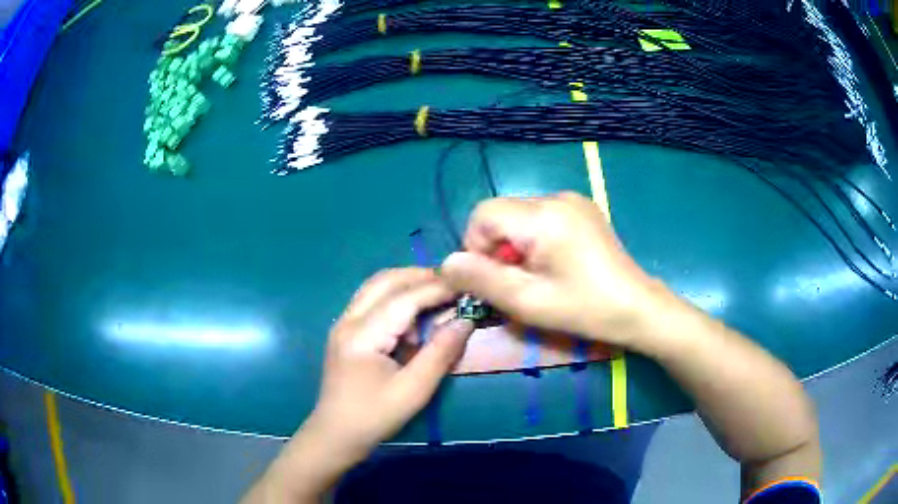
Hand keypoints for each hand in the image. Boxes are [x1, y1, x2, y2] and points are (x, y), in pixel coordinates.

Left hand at [312, 267, 473, 450]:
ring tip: (438, 294)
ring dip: (406, 284)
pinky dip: (395, 298)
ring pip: (376, 287)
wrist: (336, 435)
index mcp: (362, 334)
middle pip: (384, 281)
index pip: (404, 298)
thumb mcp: (414, 390)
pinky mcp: (346, 332)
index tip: (466, 284)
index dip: (436, 289)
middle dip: (420, 276)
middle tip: (453, 284)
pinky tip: (413, 316)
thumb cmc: (374, 416)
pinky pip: (371, 302)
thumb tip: (466, 320)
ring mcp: (343, 324)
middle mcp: (348, 320)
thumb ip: (440, 353)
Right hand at [441, 192, 659, 346]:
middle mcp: (556, 197)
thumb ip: (481, 280)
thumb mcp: (527, 302)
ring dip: (516, 245)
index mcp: (543, 215)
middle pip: (502, 214)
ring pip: (520, 216)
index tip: (494, 279)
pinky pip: (541, 217)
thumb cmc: (583, 308)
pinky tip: (555, 263)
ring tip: (538, 275)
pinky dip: (535, 239)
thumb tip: (447, 263)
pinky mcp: (583, 209)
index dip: (476, 247)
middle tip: (517, 283)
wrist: (637, 307)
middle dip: (497, 248)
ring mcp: (573, 200)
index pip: (483, 214)